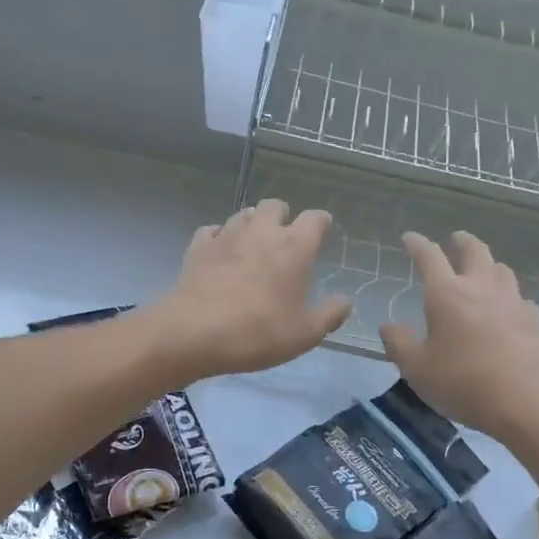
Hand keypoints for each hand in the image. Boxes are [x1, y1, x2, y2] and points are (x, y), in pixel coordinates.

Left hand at [149, 200, 351, 379]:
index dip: (321, 222)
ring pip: (243, 214)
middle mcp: (262, 231)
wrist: (194, 333)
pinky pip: (212, 231)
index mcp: (295, 247)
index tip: (323, 231)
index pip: (315, 218)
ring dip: (252, 223)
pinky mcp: (198, 247)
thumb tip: (345, 301)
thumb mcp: (305, 333)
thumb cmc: (258, 332)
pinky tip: (220, 252)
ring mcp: (227, 235)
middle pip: (275, 205)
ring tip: (254, 244)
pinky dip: (220, 237)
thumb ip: (330, 314)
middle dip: (283, 216)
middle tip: (285, 238)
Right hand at [379, 231, 538, 443]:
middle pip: (474, 250)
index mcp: (447, 294)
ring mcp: (514, 301)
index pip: (429, 256)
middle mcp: (482, 288)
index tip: (409, 238)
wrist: (531, 402)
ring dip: (488, 264)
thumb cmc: (465, 383)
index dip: (417, 244)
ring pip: (501, 269)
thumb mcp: (418, 370)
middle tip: (454, 240)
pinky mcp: (536, 320)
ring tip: (481, 271)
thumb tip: (388, 326)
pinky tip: (507, 310)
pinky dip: (508, 296)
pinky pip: (519, 297)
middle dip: (461, 241)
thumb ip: (399, 345)